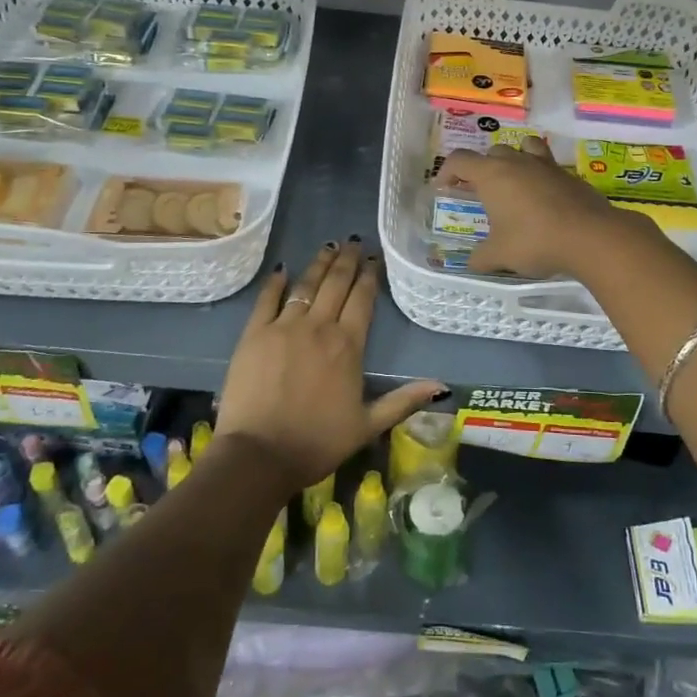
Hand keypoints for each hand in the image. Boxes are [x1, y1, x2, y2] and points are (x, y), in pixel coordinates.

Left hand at [214, 239, 443, 489]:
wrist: (260, 454)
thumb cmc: (318, 442)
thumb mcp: (368, 425)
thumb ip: (403, 400)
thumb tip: (442, 385)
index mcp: (348, 345)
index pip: (363, 299)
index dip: (369, 276)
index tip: (374, 258)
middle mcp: (319, 327)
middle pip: (336, 284)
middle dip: (347, 260)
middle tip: (353, 242)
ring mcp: (284, 327)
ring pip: (305, 285)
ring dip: (319, 264)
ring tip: (328, 247)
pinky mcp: (254, 334)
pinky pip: (266, 299)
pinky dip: (275, 283)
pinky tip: (282, 269)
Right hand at [438, 139, 646, 278]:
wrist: (591, 236)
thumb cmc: (535, 241)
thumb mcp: (500, 255)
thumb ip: (481, 258)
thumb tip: (471, 263)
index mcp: (492, 174)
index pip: (460, 160)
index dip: (447, 171)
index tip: (444, 187)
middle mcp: (517, 162)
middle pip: (492, 152)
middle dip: (482, 168)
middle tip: (480, 191)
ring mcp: (546, 165)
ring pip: (524, 147)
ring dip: (514, 159)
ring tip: (514, 181)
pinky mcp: (570, 175)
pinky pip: (548, 165)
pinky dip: (540, 175)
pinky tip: (544, 198)